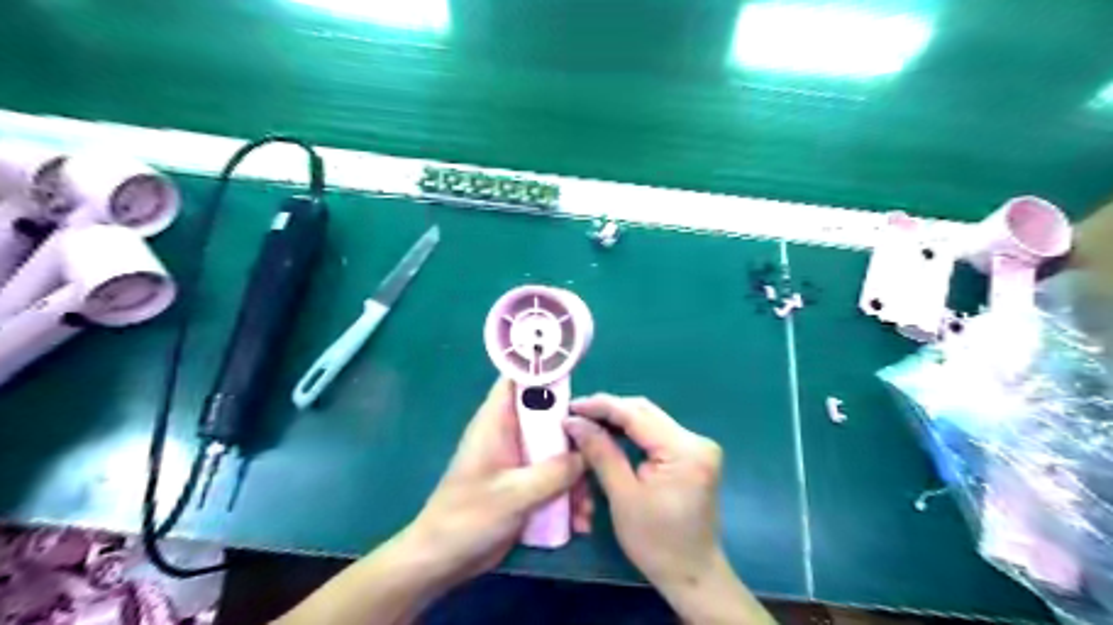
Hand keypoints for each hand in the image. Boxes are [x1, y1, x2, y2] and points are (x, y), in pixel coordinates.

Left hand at [405, 375, 586, 585]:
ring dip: (576, 477)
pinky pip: (554, 478)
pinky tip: (577, 523)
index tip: (581, 384)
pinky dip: (567, 496)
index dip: (548, 373)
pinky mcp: (525, 483)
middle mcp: (510, 434)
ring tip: (585, 509)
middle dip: (576, 439)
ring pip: (557, 451)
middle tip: (598, 459)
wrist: (443, 560)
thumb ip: (554, 472)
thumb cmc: (469, 517)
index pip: (520, 379)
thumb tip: (589, 455)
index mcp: (497, 421)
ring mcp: (519, 459)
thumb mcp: (515, 494)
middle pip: (550, 417)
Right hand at [567, 393, 775, 621]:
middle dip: (609, 410)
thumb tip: (574, 422)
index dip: (601, 407)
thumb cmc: (656, 543)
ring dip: (620, 419)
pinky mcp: (694, 455)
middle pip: (646, 411)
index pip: (636, 415)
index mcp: (684, 450)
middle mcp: (696, 440)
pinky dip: (633, 432)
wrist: (694, 575)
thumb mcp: (623, 496)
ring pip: (651, 419)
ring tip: (588, 422)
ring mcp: (698, 446)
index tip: (571, 406)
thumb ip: (601, 453)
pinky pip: (657, 433)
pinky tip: (611, 433)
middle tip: (577, 415)